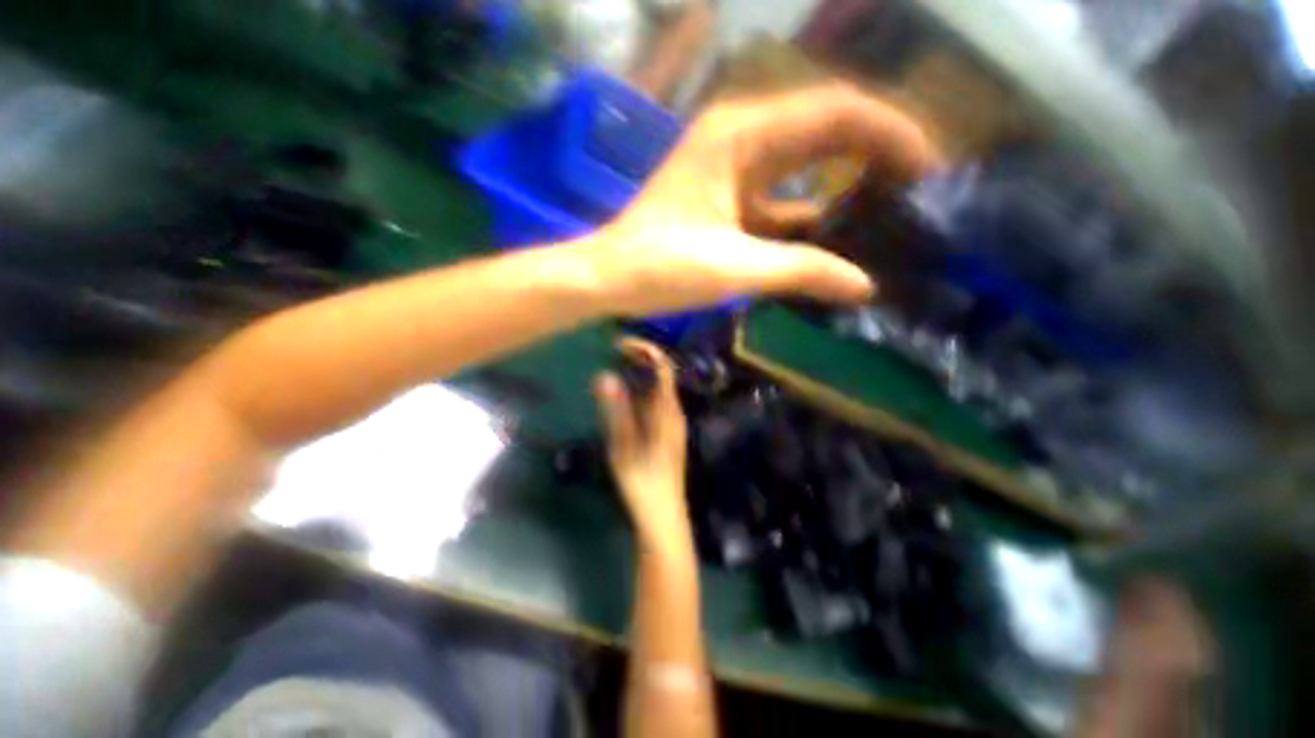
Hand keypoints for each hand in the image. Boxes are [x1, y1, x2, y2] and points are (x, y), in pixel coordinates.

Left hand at [585, 84, 942, 316]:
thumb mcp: (733, 268)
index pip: (836, 112)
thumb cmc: (659, 267)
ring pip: (805, 168)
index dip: (890, 133)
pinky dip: (810, 217)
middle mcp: (742, 139)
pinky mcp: (727, 201)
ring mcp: (733, 171)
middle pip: (826, 131)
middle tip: (922, 190)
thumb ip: (800, 271)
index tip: (930, 167)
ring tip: (892, 213)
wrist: (609, 278)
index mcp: (743, 135)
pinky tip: (836, 238)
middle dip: (877, 155)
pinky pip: (781, 201)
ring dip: (846, 187)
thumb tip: (864, 285)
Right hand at [595, 339, 690, 545]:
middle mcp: (674, 411)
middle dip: (639, 358)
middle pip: (661, 374)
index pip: (662, 367)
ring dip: (637, 374)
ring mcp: (672, 422)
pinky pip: (654, 401)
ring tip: (613, 368)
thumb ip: (616, 411)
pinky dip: (639, 391)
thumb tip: (604, 375)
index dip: (644, 349)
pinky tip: (622, 396)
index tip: (618, 344)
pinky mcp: (666, 432)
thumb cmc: (643, 484)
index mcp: (668, 411)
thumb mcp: (624, 447)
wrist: (663, 517)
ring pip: (657, 388)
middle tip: (611, 353)